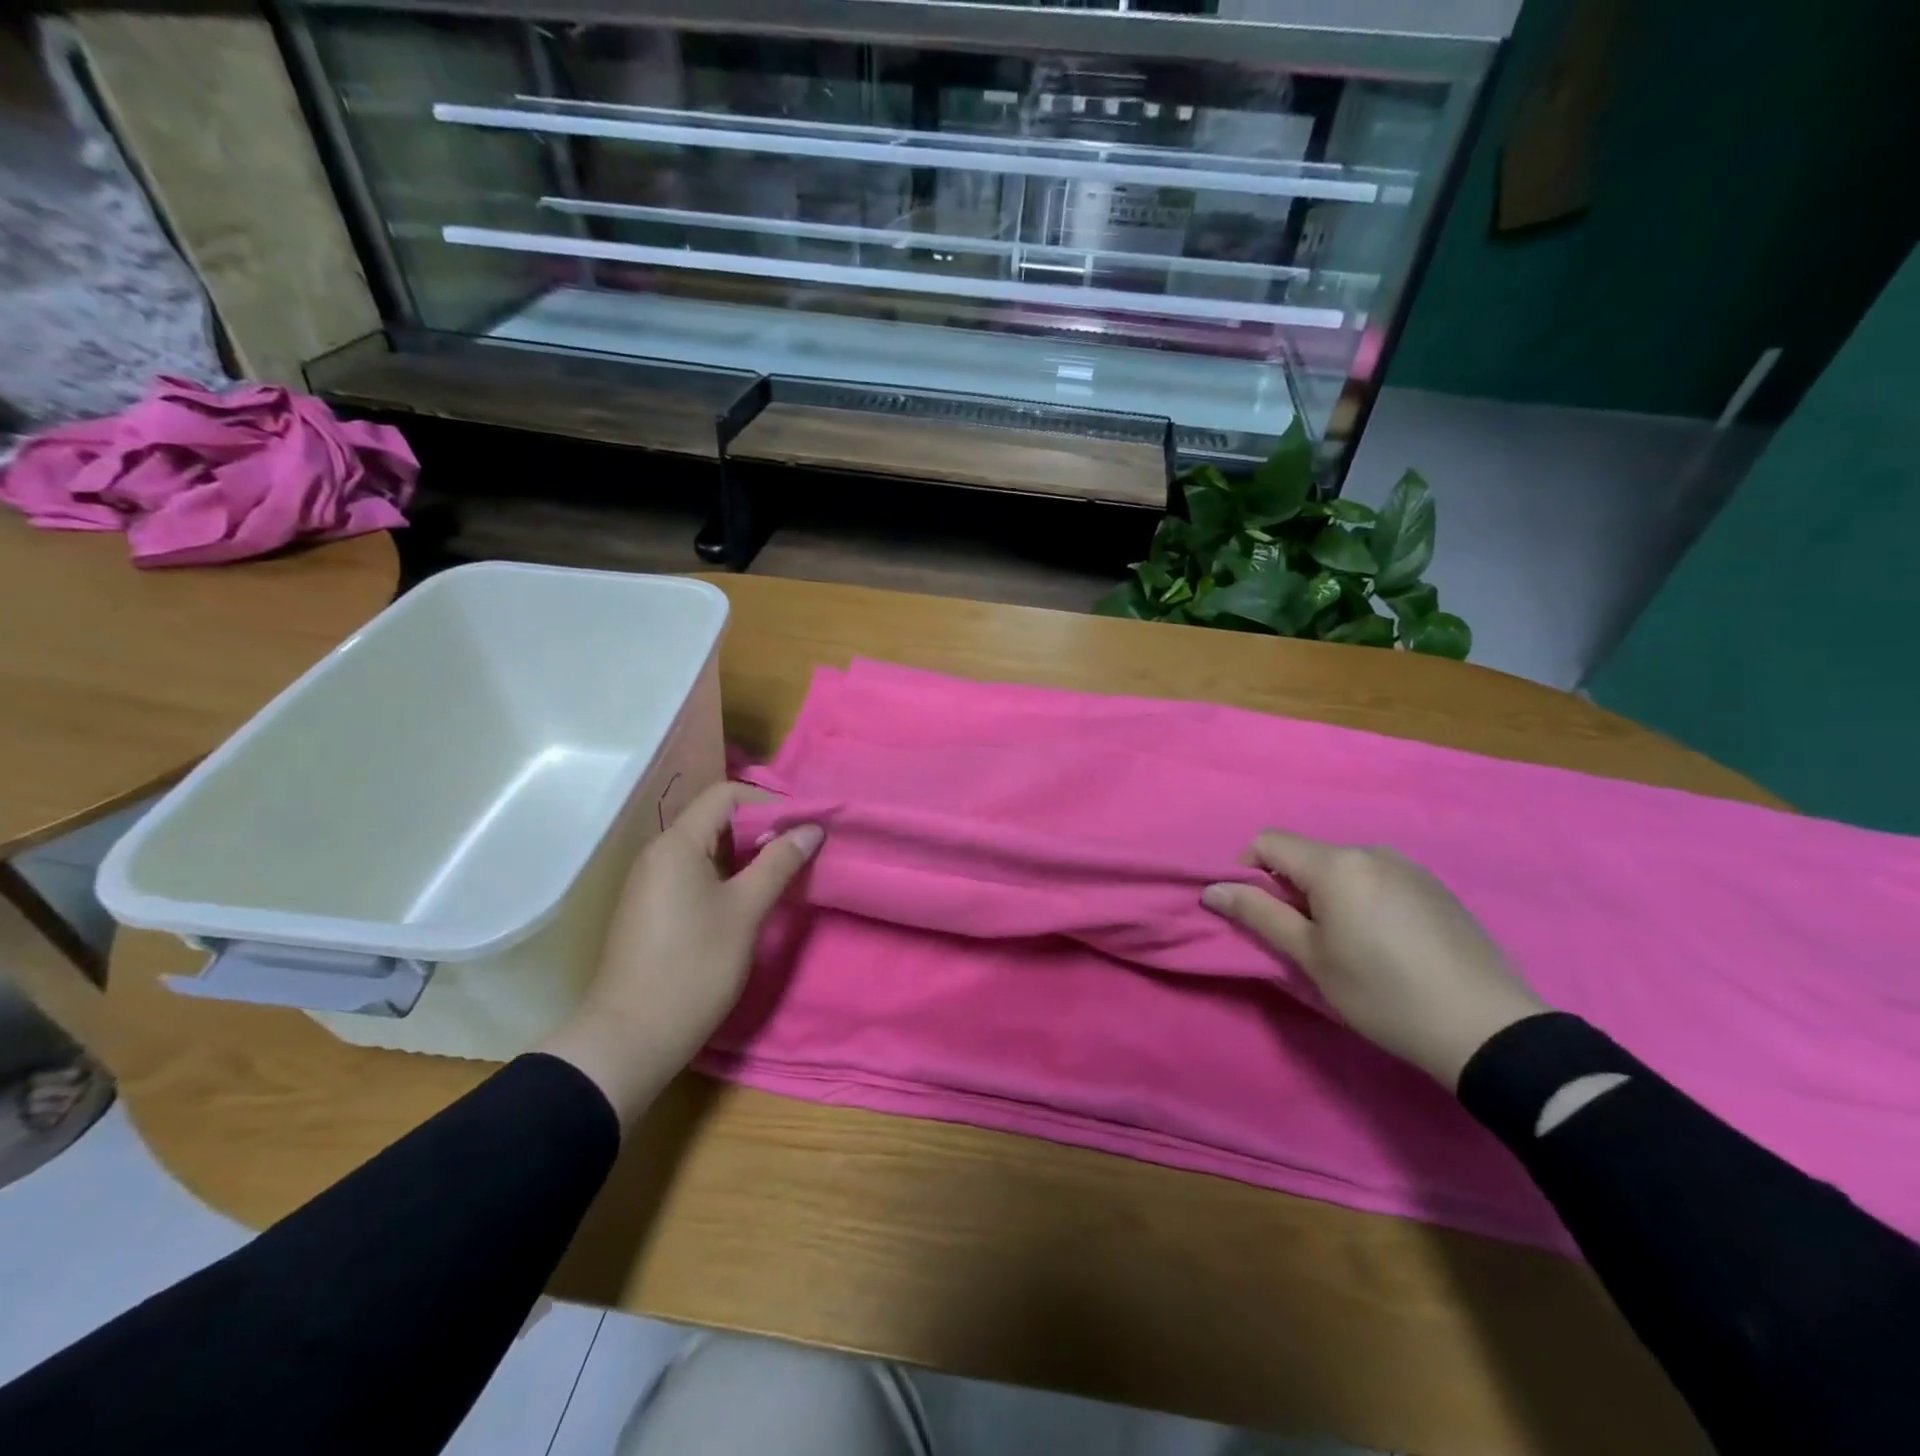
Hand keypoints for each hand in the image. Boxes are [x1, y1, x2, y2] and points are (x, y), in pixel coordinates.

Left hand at [539, 781, 822, 1125]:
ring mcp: (651, 881)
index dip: (769, 803)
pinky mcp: (651, 907)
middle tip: (799, 851)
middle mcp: (658, 853)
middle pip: (715, 818)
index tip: (803, 827)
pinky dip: (725, 874)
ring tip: (781, 873)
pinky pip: (693, 872)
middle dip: (761, 828)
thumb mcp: (746, 912)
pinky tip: (748, 898)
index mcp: (677, 844)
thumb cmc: (694, 967)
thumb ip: (779, 863)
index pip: (726, 795)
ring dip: (746, 853)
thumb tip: (811, 829)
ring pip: (706, 847)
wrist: (630, 1038)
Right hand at [1202, 831, 1546, 1088]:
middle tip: (1303, 940)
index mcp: (1336, 864)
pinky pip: (1377, 879)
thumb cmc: (1382, 994)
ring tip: (1347, 945)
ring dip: (1326, 895)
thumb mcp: (1310, 957)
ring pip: (1342, 869)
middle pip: (1307, 856)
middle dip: (1289, 888)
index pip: (1268, 842)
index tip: (1257, 914)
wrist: (1488, 1029)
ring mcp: (1408, 867)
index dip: (1247, 871)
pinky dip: (1361, 900)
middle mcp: (1370, 852)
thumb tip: (1212, 889)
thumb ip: (1258, 914)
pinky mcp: (1435, 887)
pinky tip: (1386, 944)